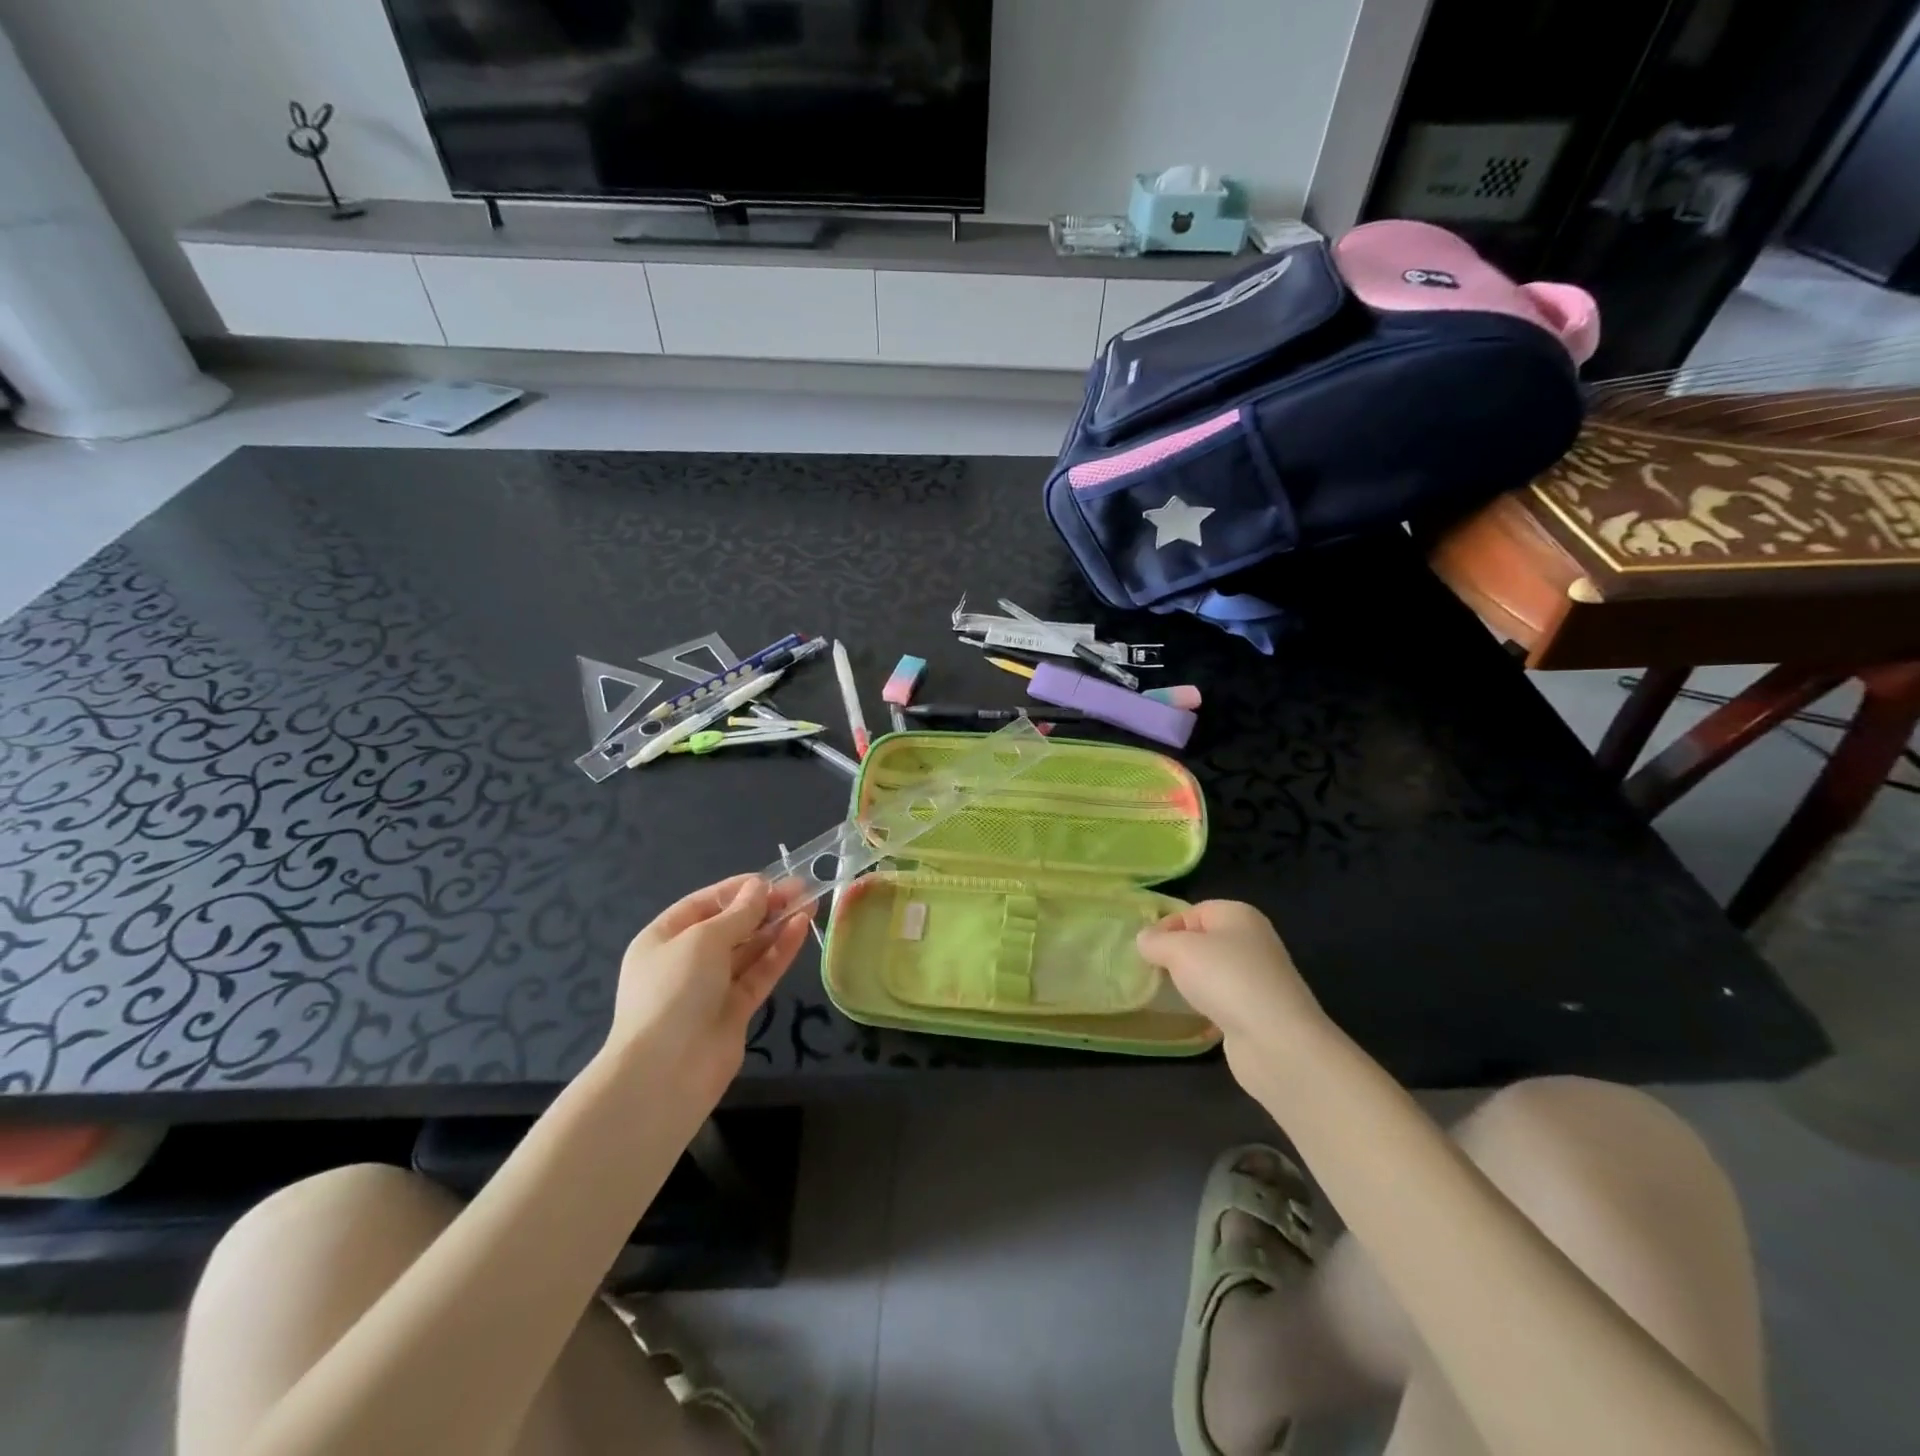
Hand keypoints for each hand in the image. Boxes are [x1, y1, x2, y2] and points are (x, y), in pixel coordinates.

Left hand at [609, 875, 813, 1106]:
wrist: (666, 1072)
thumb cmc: (674, 990)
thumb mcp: (704, 940)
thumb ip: (738, 913)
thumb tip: (760, 887)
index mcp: (663, 938)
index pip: (704, 904)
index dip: (737, 890)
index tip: (771, 879)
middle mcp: (686, 961)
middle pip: (730, 926)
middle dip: (763, 907)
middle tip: (801, 888)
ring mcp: (711, 988)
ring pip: (749, 949)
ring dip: (777, 926)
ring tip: (809, 903)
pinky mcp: (735, 1010)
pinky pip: (759, 973)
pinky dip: (779, 952)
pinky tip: (801, 929)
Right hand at [1137, 901, 1329, 1083]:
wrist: (1277, 1041)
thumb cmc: (1225, 979)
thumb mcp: (1179, 950)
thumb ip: (1155, 941)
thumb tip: (1145, 940)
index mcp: (1238, 915)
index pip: (1192, 911)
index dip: (1166, 927)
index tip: (1146, 951)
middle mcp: (1252, 940)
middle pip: (1203, 940)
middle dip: (1177, 955)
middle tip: (1154, 972)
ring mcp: (1258, 977)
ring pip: (1213, 971)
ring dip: (1192, 982)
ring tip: (1170, 995)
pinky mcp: (1259, 1010)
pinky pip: (1223, 999)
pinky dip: (1207, 1006)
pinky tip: (1194, 1017)